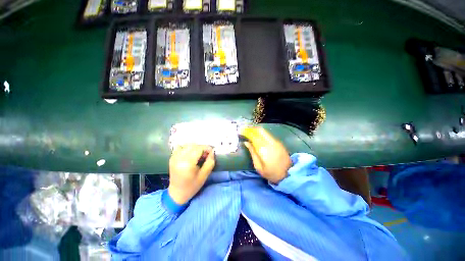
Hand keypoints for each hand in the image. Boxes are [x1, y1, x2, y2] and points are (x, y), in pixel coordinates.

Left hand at [168, 144, 214, 204]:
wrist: (177, 193)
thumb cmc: (192, 186)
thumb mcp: (204, 175)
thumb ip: (210, 162)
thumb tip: (212, 151)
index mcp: (187, 163)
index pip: (199, 148)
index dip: (207, 148)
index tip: (212, 152)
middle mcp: (179, 158)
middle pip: (193, 145)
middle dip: (202, 148)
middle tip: (206, 155)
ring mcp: (174, 157)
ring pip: (187, 145)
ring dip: (195, 147)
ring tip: (198, 155)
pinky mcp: (172, 157)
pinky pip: (181, 147)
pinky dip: (187, 148)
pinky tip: (190, 155)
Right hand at [241, 127, 291, 183]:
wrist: (289, 174)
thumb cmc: (271, 172)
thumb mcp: (258, 166)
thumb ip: (252, 152)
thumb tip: (246, 142)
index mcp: (263, 148)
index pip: (253, 136)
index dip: (246, 132)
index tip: (240, 131)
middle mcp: (269, 142)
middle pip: (259, 130)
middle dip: (251, 128)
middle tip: (244, 130)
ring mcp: (275, 141)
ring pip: (264, 131)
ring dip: (255, 130)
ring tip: (249, 132)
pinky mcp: (278, 142)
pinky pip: (267, 134)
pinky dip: (261, 133)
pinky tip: (257, 136)